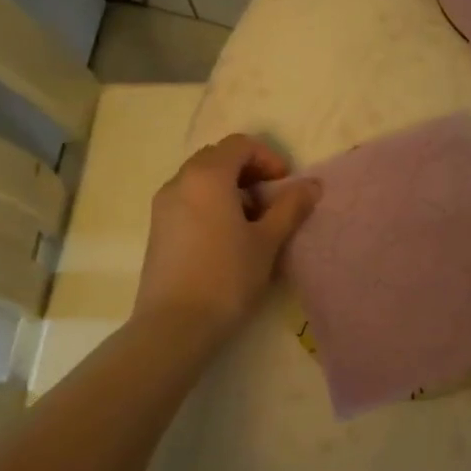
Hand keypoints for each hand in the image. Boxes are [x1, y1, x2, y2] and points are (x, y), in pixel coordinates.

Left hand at [134, 134, 318, 341]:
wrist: (174, 326)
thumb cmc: (227, 277)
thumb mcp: (267, 241)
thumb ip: (290, 207)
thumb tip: (312, 184)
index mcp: (207, 176)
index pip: (240, 144)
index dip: (268, 158)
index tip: (286, 185)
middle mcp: (180, 181)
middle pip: (218, 157)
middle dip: (248, 171)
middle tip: (271, 200)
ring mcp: (163, 205)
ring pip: (201, 179)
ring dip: (230, 188)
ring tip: (251, 222)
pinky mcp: (157, 228)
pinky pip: (188, 199)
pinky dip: (211, 203)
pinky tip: (226, 238)